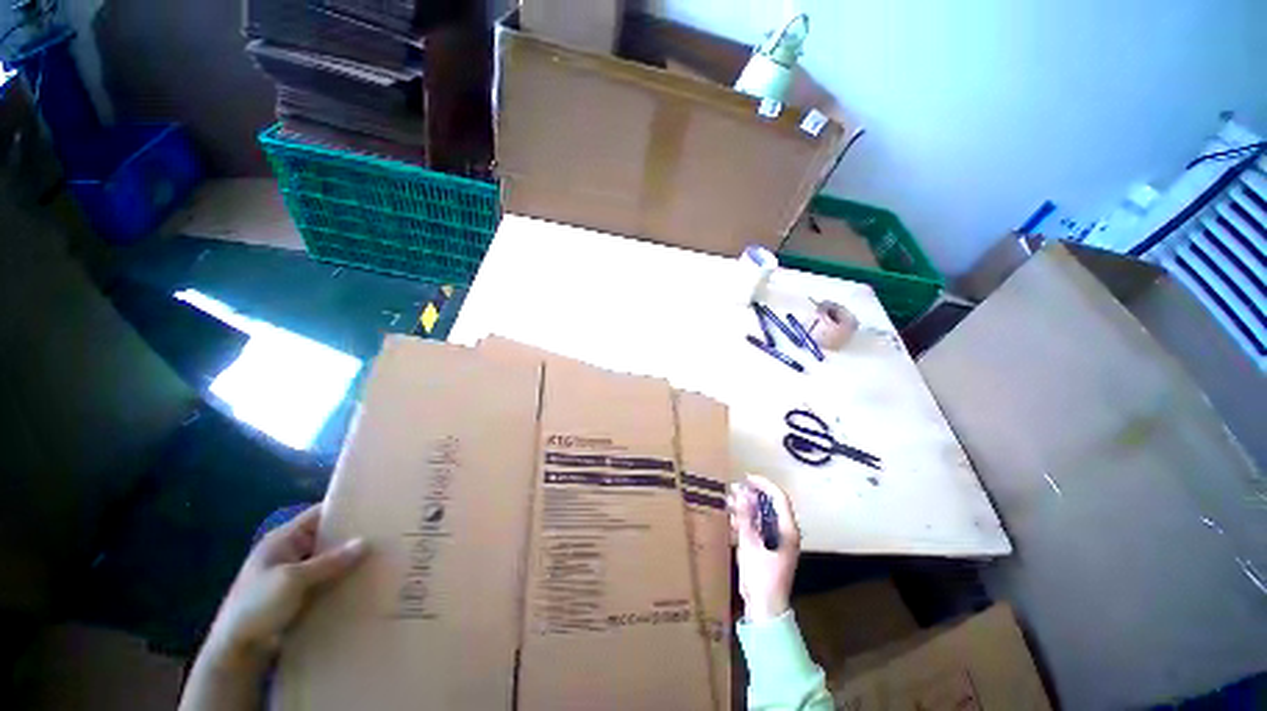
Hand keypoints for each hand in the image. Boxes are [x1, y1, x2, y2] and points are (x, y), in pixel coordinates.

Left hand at [204, 504, 367, 665]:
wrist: (237, 649)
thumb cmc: (258, 605)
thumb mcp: (293, 580)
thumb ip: (329, 561)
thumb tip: (365, 542)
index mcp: (284, 540)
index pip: (319, 514)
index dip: (345, 509)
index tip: (377, 507)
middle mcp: (291, 552)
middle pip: (328, 538)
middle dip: (353, 537)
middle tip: (387, 534)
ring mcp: (295, 575)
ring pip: (330, 561)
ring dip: (350, 562)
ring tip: (383, 557)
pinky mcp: (300, 595)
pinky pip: (327, 581)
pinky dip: (343, 580)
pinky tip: (364, 583)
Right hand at [728, 475, 800, 622]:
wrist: (765, 609)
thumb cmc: (761, 577)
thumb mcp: (750, 545)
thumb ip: (745, 518)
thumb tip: (741, 493)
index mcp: (787, 530)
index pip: (778, 498)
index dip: (763, 484)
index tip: (746, 478)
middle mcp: (784, 532)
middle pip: (769, 505)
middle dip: (751, 494)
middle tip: (733, 488)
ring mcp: (776, 540)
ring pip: (762, 515)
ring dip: (746, 507)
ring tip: (729, 500)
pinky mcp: (767, 547)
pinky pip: (757, 526)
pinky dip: (745, 520)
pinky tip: (732, 518)